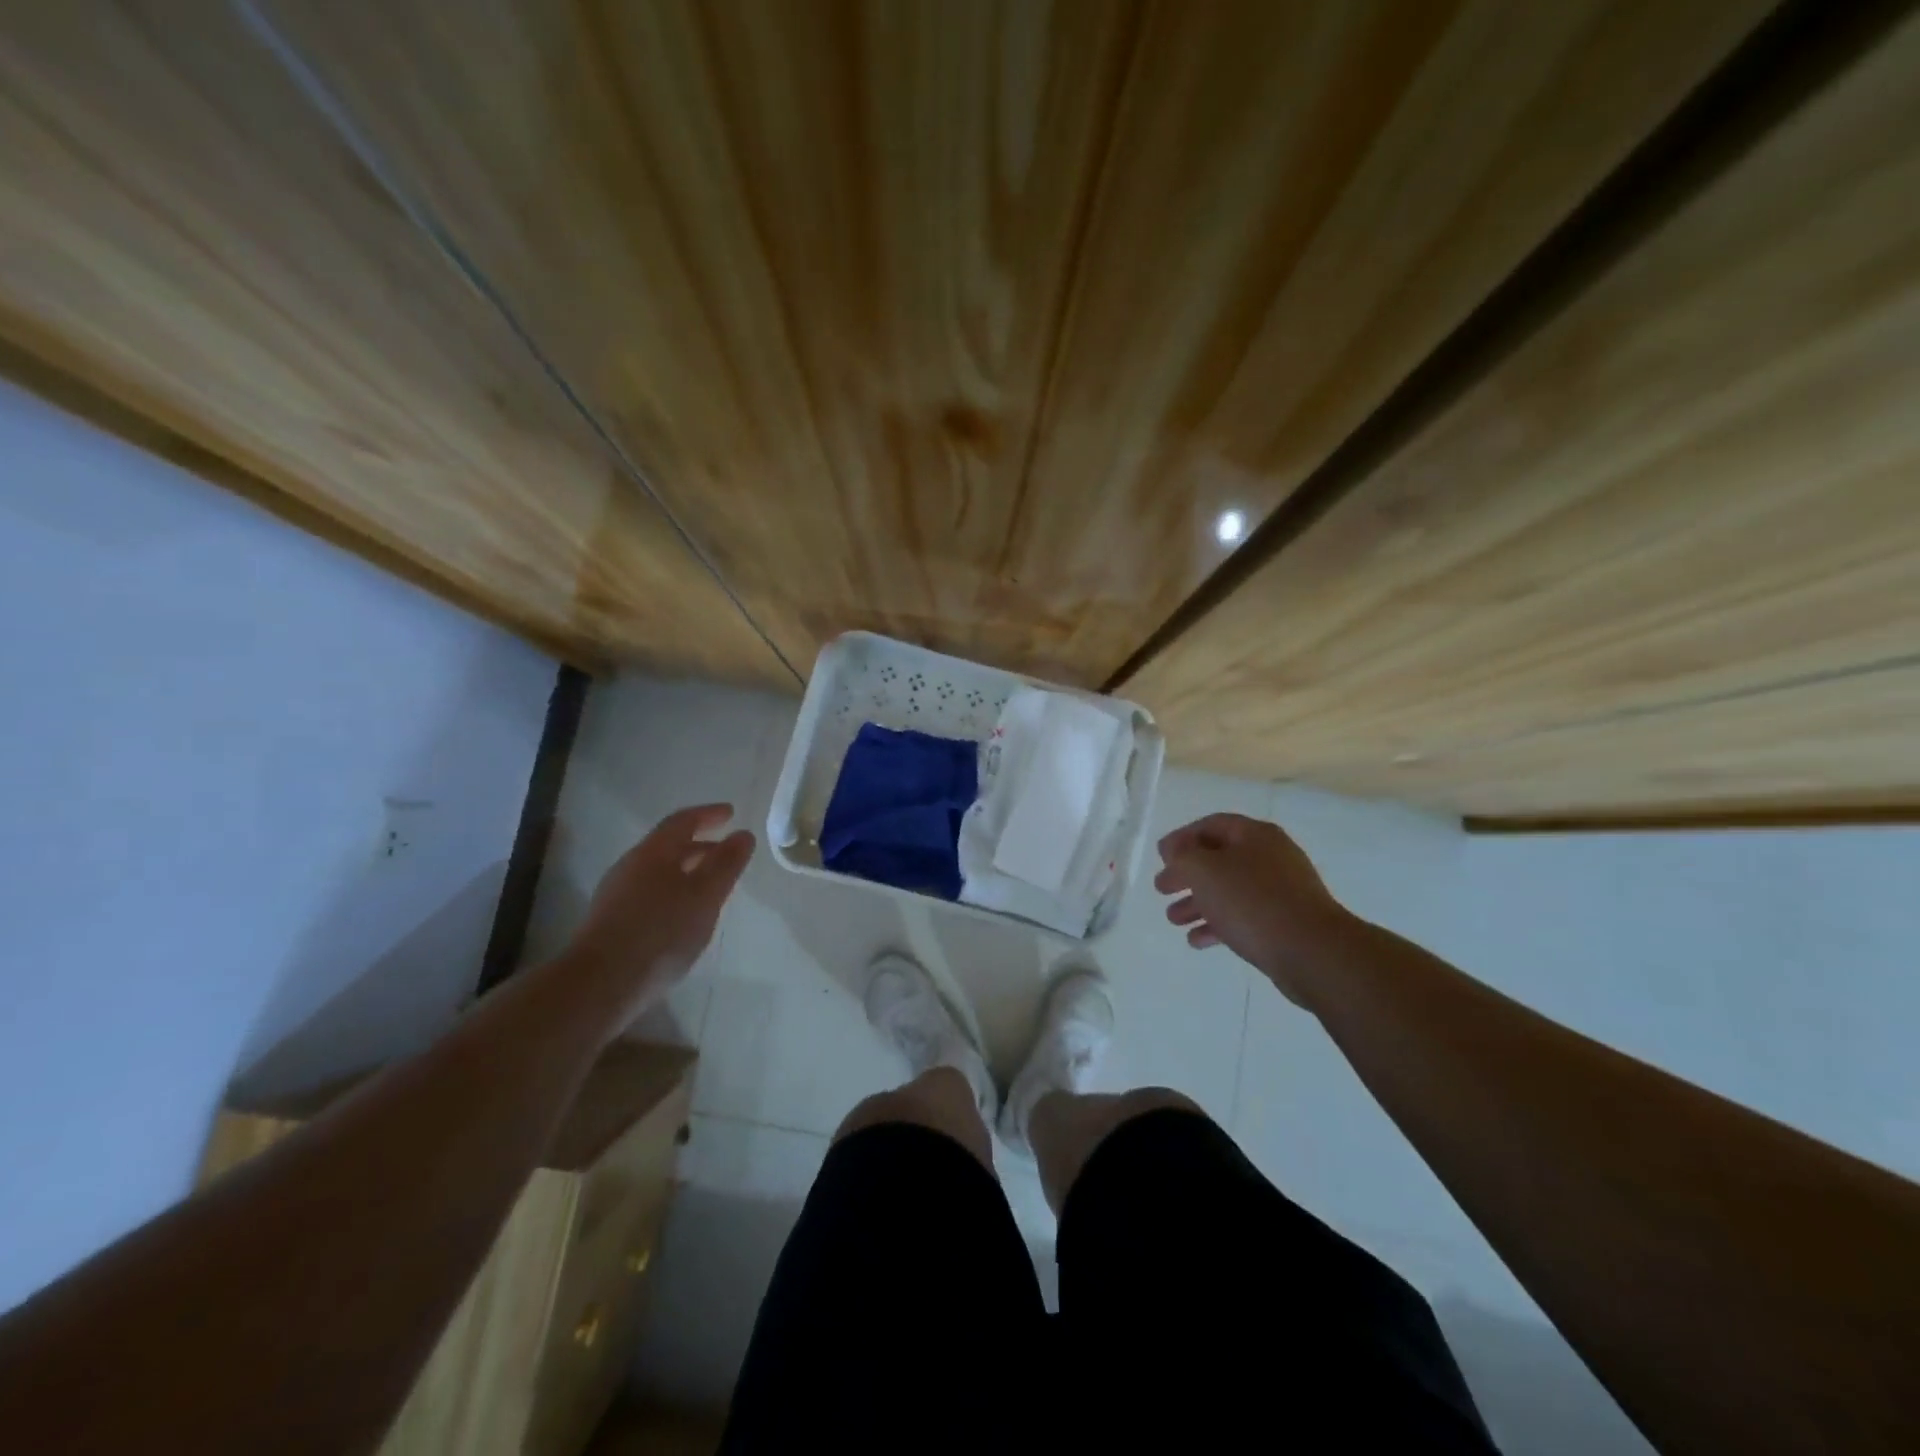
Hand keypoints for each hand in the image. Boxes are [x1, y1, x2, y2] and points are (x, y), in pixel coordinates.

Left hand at [563, 804, 754, 1020]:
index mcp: (653, 853)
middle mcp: (631, 867)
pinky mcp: (612, 923)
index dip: (708, 814)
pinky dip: (674, 893)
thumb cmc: (661, 932)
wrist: (600, 984)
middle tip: (726, 850)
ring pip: (659, 872)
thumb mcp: (705, 895)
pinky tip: (685, 916)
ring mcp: (617, 895)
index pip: (682, 821)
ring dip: (687, 871)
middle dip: (700, 844)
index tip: (730, 813)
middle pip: (668, 846)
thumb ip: (726, 863)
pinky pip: (650, 894)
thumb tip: (743, 834)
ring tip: (711, 885)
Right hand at [1154, 813, 1349, 1008]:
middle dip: (1187, 874)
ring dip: (1198, 902)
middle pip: (1219, 859)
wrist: (1312, 952)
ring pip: (1229, 890)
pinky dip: (1218, 925)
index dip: (1182, 838)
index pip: (1211, 825)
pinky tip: (1197, 940)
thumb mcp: (1204, 870)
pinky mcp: (1285, 922)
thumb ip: (1181, 855)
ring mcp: (1281, 891)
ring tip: (1173, 919)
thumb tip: (1174, 849)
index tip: (1160, 857)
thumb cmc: (1252, 901)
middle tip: (1162, 888)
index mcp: (1255, 835)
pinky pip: (1244, 916)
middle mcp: (1270, 857)